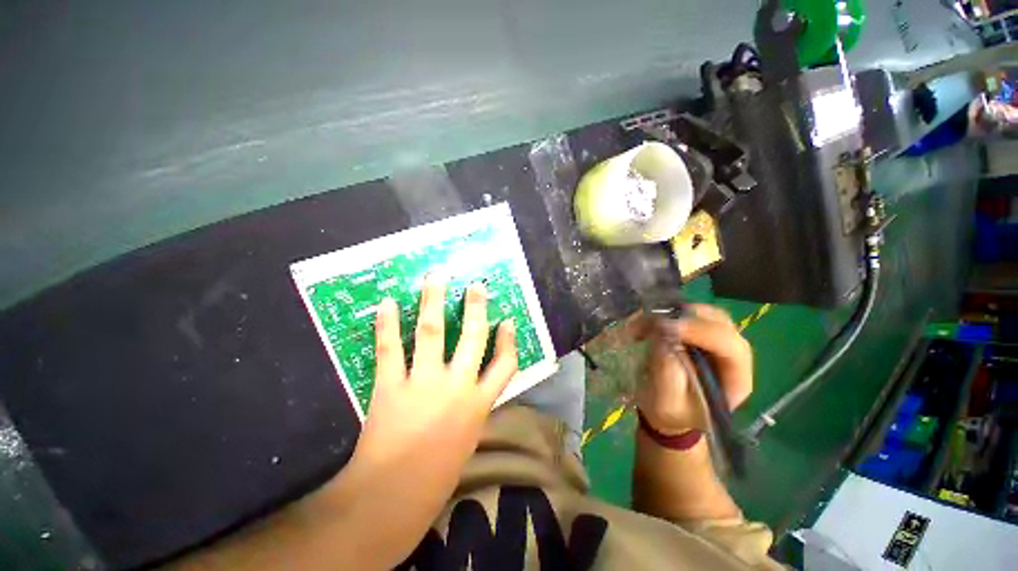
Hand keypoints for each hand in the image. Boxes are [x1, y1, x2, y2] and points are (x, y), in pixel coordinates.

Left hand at [354, 275, 518, 476]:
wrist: (392, 499)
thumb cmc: (436, 476)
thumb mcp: (468, 439)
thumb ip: (472, 408)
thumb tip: (473, 386)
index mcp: (479, 404)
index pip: (506, 365)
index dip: (509, 340)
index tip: (507, 320)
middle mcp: (457, 386)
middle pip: (473, 337)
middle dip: (476, 307)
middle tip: (476, 285)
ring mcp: (424, 383)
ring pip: (433, 332)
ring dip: (433, 301)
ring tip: (434, 277)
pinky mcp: (392, 386)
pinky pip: (390, 349)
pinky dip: (387, 324)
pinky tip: (387, 303)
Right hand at [633, 304, 752, 434]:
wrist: (669, 414)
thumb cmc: (671, 413)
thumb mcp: (667, 400)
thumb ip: (668, 370)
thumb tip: (662, 335)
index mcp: (736, 379)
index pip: (730, 346)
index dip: (700, 332)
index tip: (666, 328)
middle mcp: (733, 356)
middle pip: (720, 323)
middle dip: (687, 317)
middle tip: (654, 320)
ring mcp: (717, 342)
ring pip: (705, 314)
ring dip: (676, 312)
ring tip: (648, 321)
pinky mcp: (700, 335)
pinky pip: (689, 314)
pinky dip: (668, 313)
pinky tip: (649, 322)